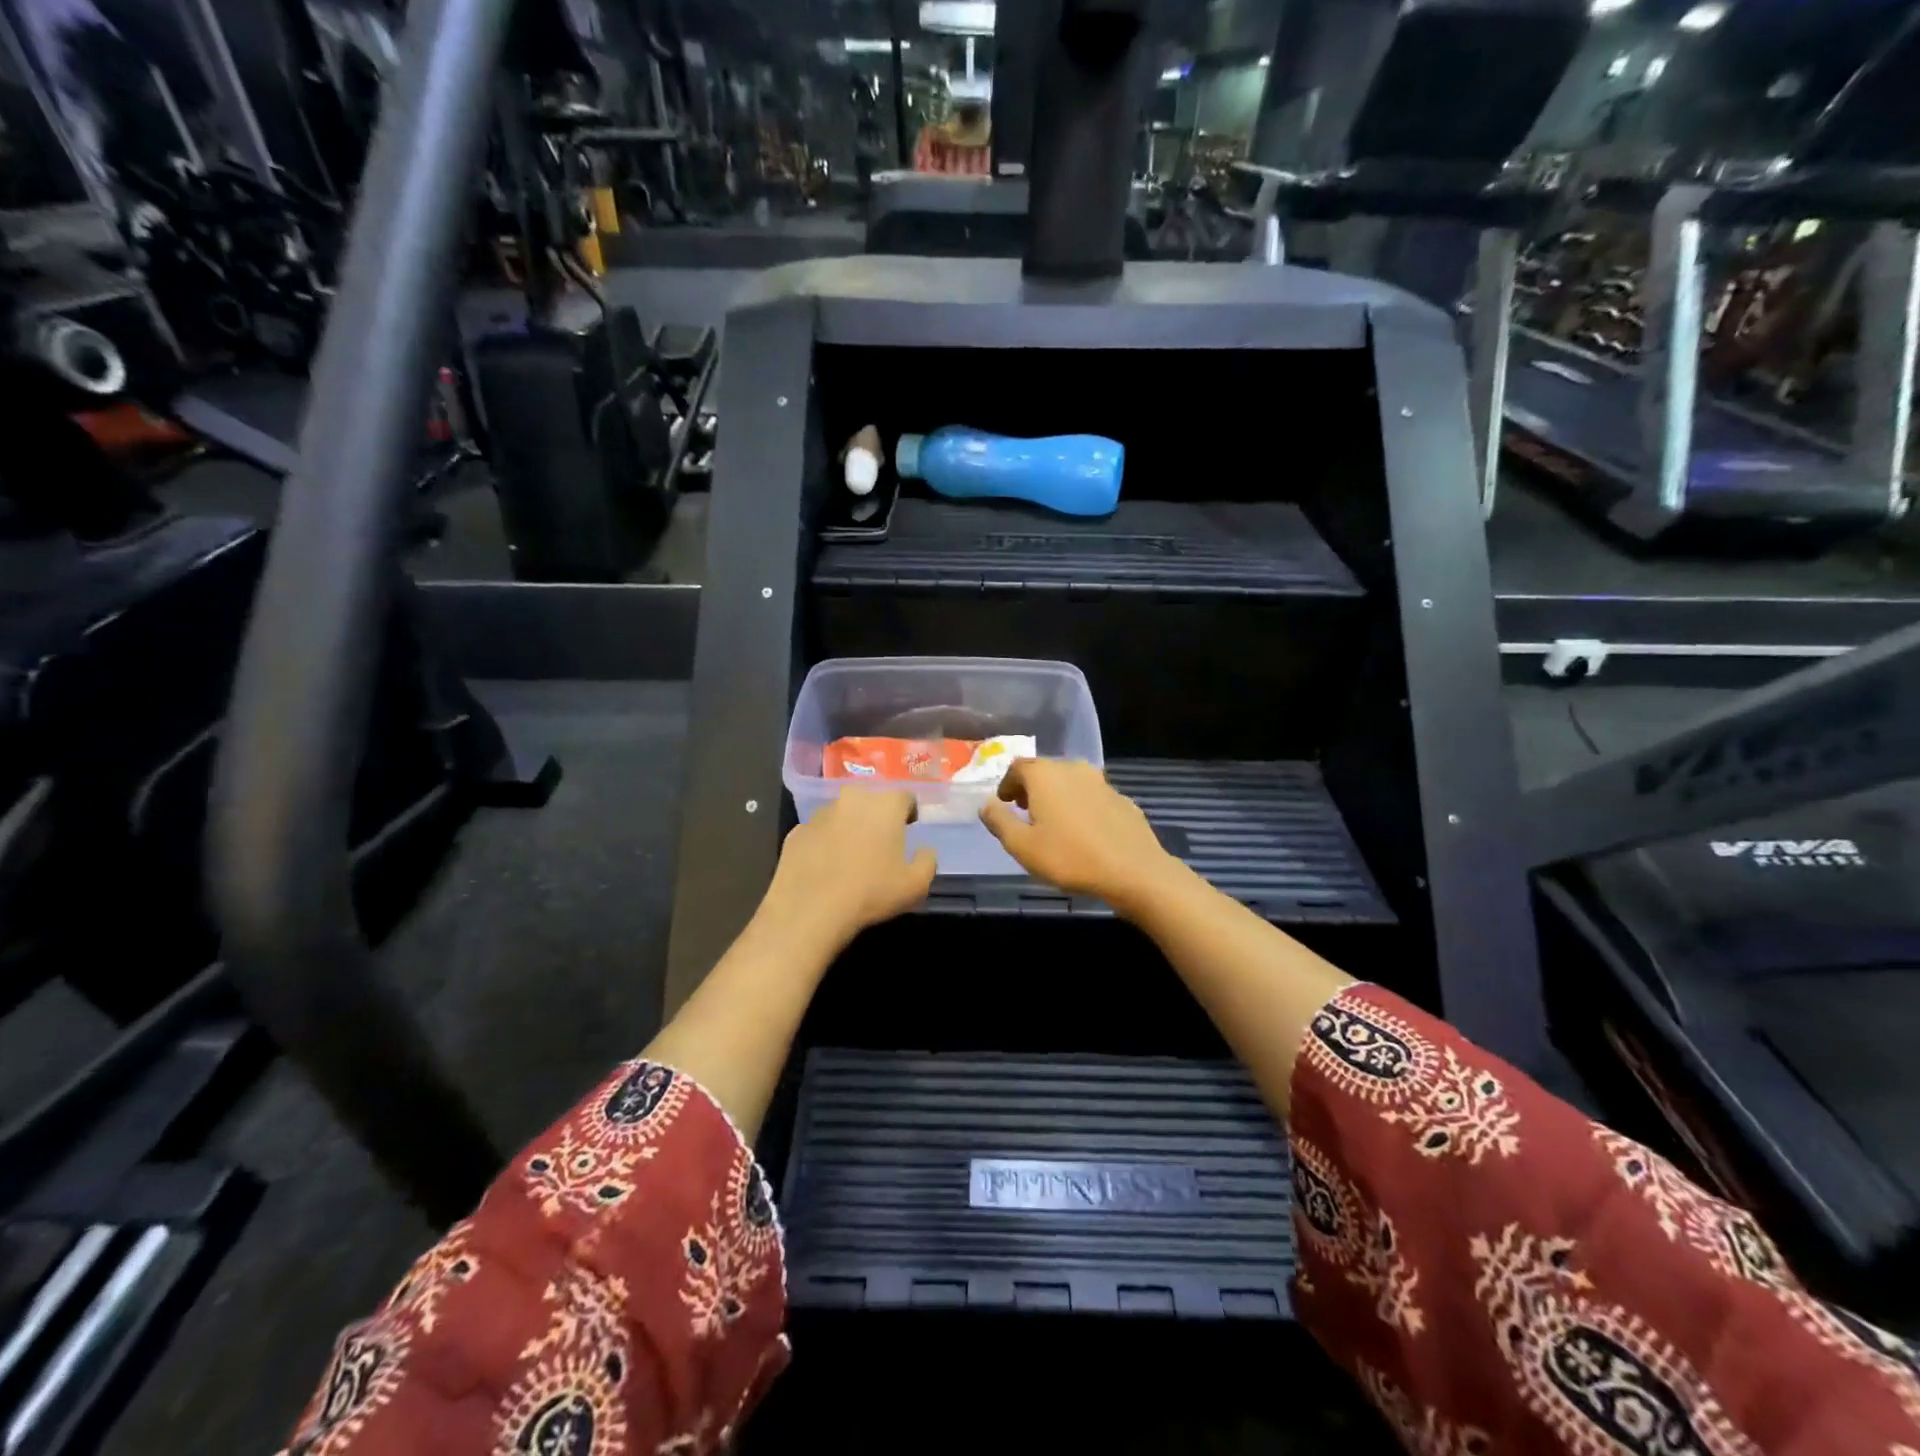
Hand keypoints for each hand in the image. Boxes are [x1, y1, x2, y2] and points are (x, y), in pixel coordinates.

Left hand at [759, 787, 936, 950]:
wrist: (810, 910)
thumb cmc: (871, 892)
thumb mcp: (916, 885)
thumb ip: (927, 861)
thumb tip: (924, 850)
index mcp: (885, 805)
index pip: (905, 796)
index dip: (909, 812)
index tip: (908, 829)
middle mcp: (852, 799)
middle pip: (871, 800)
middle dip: (878, 816)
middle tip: (881, 842)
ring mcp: (820, 814)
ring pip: (842, 813)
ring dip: (849, 827)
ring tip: (851, 856)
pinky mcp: (796, 832)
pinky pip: (818, 832)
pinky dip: (825, 842)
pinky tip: (826, 867)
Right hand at [979, 759, 1180, 915]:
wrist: (1134, 871)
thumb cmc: (1070, 857)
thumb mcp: (1022, 846)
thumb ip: (999, 822)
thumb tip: (986, 804)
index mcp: (1045, 775)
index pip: (1018, 767)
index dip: (1007, 784)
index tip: (1004, 803)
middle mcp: (1073, 769)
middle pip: (1045, 771)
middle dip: (1031, 789)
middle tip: (1024, 813)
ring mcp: (1102, 782)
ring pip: (1071, 783)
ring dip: (1057, 797)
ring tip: (1053, 823)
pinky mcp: (1123, 799)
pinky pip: (1092, 798)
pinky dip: (1081, 807)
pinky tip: (1083, 832)